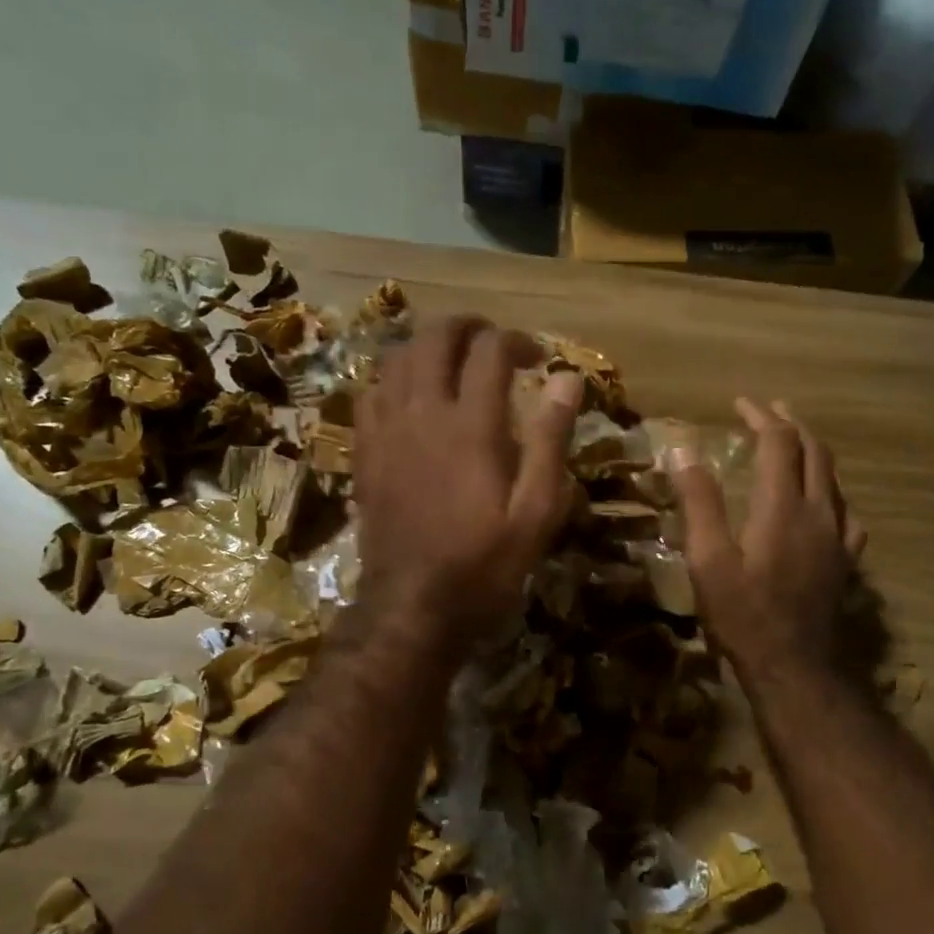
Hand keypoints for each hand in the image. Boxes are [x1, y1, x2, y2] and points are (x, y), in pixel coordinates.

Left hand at [355, 316, 581, 655]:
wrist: (412, 606)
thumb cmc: (484, 564)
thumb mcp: (536, 512)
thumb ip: (550, 440)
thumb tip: (568, 378)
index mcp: (471, 426)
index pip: (491, 351)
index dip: (517, 341)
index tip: (536, 359)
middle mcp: (423, 413)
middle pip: (436, 338)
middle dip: (468, 328)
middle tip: (493, 344)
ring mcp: (386, 430)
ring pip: (398, 358)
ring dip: (429, 347)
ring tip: (454, 363)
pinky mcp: (364, 451)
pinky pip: (371, 392)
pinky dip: (395, 378)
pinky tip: (411, 397)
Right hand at [673, 398, 868, 682]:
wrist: (794, 666)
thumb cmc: (743, 614)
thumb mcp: (708, 559)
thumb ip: (700, 503)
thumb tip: (683, 451)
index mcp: (783, 507)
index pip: (779, 443)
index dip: (761, 416)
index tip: (740, 403)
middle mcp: (819, 513)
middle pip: (814, 452)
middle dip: (791, 424)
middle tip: (769, 410)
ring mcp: (838, 538)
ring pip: (833, 479)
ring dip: (813, 453)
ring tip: (793, 444)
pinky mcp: (845, 562)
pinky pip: (845, 513)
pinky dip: (829, 492)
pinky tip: (822, 503)